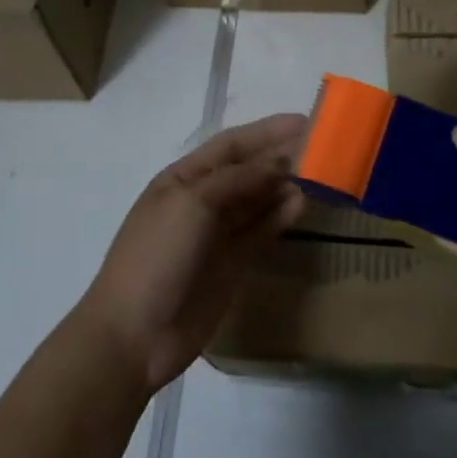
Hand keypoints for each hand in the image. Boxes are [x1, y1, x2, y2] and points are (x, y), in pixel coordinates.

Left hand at [76, 114, 305, 394]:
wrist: (135, 335)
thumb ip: (239, 179)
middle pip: (248, 170)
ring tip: (319, 175)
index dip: (266, 131)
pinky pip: (261, 231)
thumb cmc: (157, 255)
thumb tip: (281, 162)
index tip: (304, 122)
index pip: (231, 145)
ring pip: (258, 199)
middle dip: (280, 156)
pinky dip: (280, 216)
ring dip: (284, 185)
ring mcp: (217, 233)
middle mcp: (202, 200)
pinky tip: (301, 205)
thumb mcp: (194, 203)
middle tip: (321, 148)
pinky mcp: (232, 263)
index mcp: (183, 178)